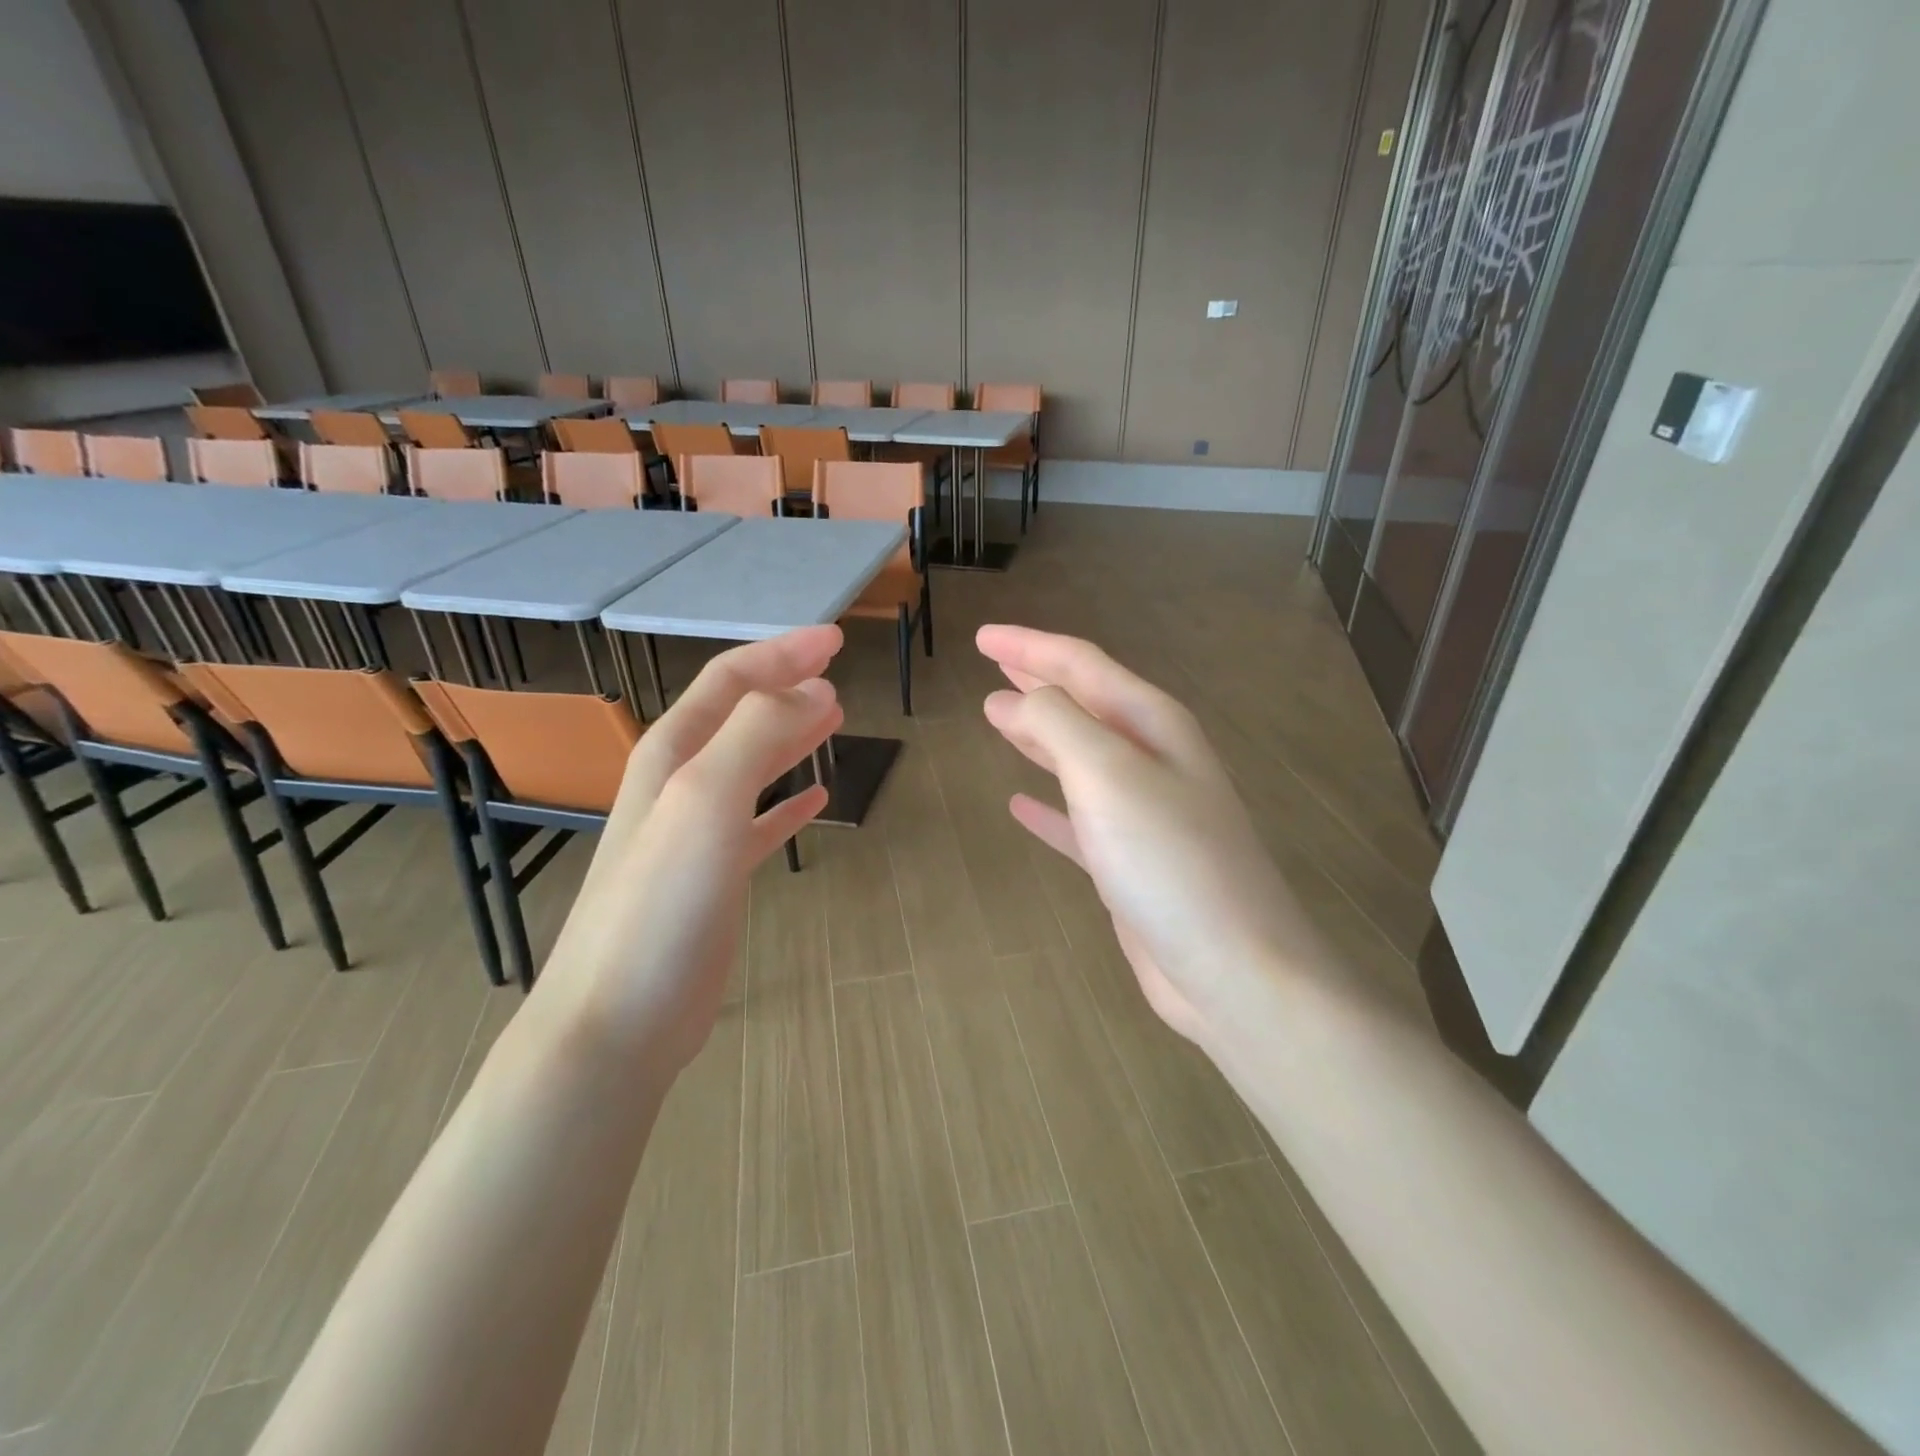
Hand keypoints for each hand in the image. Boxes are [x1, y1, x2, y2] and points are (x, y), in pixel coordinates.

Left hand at [533, 626, 844, 1073]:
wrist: (619, 1017)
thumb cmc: (661, 901)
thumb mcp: (706, 799)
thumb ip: (757, 734)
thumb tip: (815, 691)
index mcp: (674, 753)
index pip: (731, 680)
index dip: (782, 653)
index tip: (836, 640)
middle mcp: (681, 783)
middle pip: (740, 715)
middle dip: (786, 686)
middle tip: (837, 673)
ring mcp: (696, 832)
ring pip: (751, 765)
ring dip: (790, 736)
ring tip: (833, 719)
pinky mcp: (715, 878)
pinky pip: (760, 823)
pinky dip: (788, 804)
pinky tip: (815, 799)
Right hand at [976, 625, 1314, 1044]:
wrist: (1232, 967)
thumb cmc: (1169, 859)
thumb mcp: (1107, 774)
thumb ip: (1058, 724)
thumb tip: (1015, 698)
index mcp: (1152, 724)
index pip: (1082, 665)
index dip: (1030, 646)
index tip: (981, 637)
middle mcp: (1152, 759)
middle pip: (1084, 704)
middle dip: (1037, 680)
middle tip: (992, 662)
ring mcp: (1143, 813)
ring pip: (1079, 757)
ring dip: (1039, 735)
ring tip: (997, 717)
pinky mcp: (1130, 863)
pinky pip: (1078, 820)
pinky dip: (1048, 808)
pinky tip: (1019, 805)